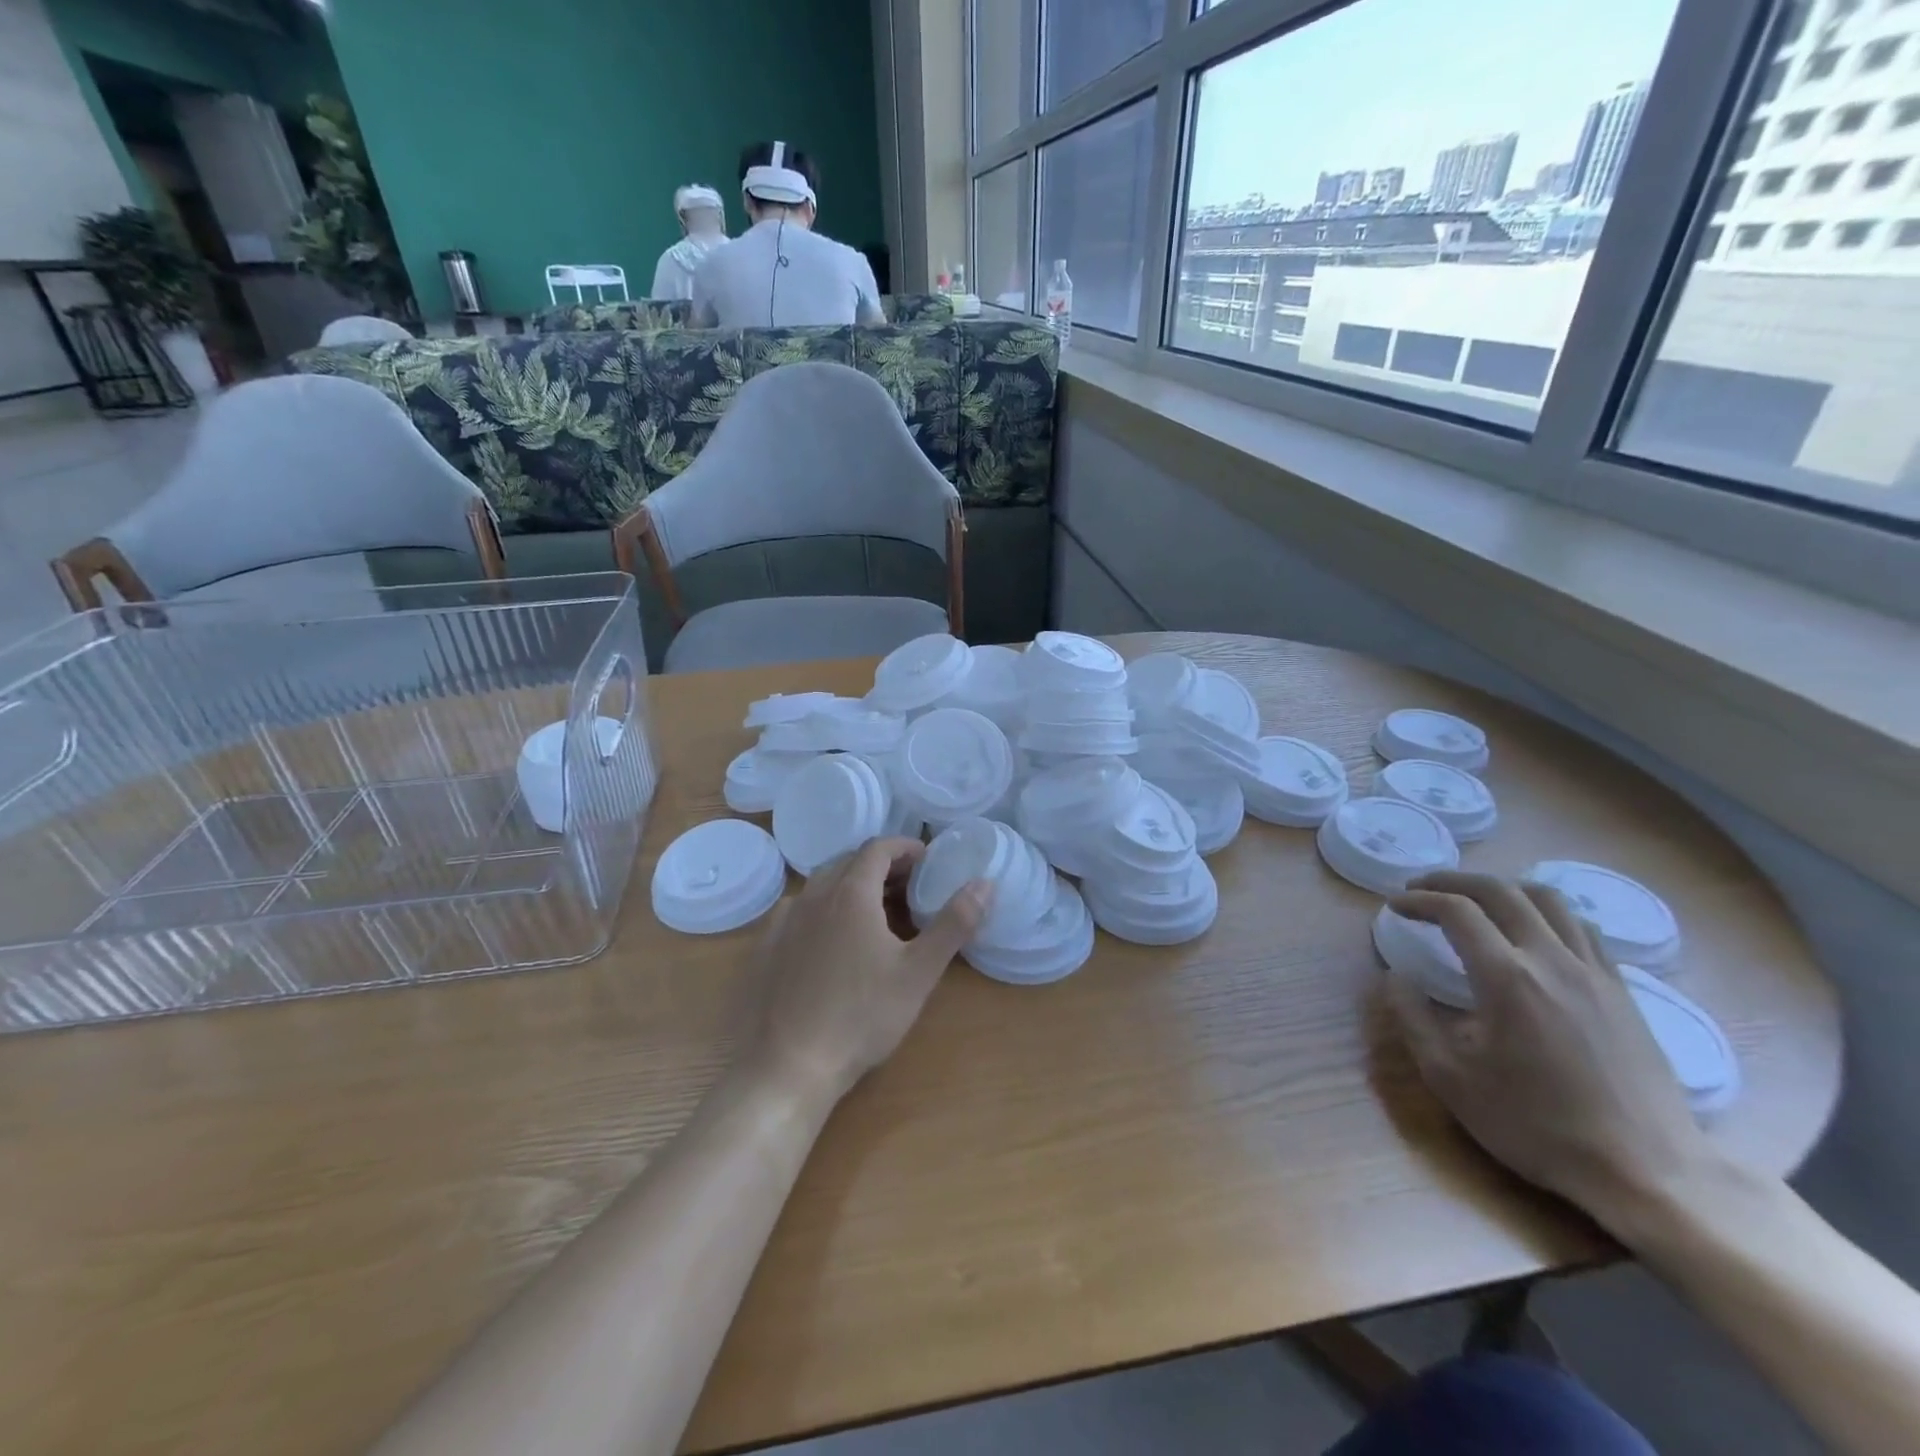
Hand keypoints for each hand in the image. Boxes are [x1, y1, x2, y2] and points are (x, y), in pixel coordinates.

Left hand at [743, 836, 989, 1108]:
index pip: (878, 848)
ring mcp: (784, 920)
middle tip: (910, 890)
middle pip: (850, 862)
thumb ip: (953, 924)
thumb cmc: (862, 1016)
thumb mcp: (919, 972)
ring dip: (853, 887)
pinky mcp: (766, 946)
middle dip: (882, 867)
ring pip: (823, 885)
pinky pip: (800, 910)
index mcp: (850, 893)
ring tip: (877, 915)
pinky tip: (833, 941)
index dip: (906, 848)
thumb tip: (984, 883)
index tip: (928, 861)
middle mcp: (813, 896)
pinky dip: (825, 910)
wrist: (789, 1066)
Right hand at [1387, 871, 1718, 1232]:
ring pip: (1549, 900)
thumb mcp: (1450, 1078)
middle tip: (1423, 888)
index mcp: (1508, 978)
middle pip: (1502, 891)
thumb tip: (1396, 977)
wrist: (1648, 1173)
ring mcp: (1596, 973)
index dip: (1419, 900)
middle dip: (1453, 881)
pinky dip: (1546, 913)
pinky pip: (1583, 928)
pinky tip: (1532, 933)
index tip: (1395, 907)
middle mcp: (1553, 960)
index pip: (1456, 911)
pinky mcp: (1624, 991)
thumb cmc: (1536, 1126)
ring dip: (1503, 889)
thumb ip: (1413, 1018)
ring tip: (1475, 901)